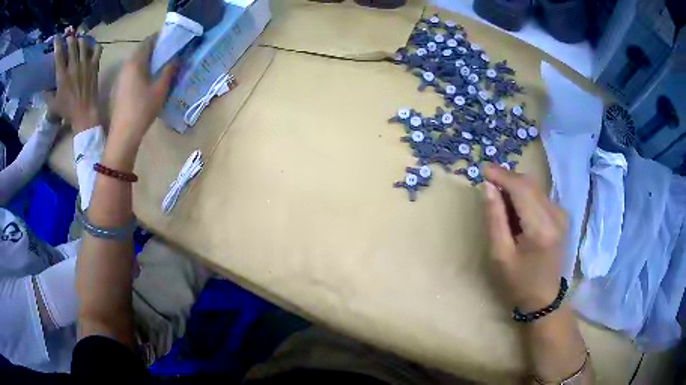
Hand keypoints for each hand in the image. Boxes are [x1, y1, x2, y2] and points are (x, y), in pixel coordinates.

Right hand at [49, 31, 102, 132]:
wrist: (84, 113)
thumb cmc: (67, 110)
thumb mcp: (53, 105)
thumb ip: (47, 96)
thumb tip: (42, 89)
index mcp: (62, 75)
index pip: (59, 54)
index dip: (57, 43)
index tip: (56, 37)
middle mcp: (73, 66)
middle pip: (72, 45)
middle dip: (70, 39)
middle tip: (68, 39)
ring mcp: (85, 64)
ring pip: (84, 44)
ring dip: (80, 40)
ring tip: (78, 41)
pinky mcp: (94, 66)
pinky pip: (97, 49)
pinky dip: (94, 45)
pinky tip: (91, 47)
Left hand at [109, 35, 175, 146]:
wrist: (123, 135)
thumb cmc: (142, 109)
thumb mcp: (160, 89)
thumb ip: (169, 70)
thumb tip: (176, 59)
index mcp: (135, 62)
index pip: (148, 41)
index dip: (160, 38)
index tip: (171, 41)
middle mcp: (126, 66)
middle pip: (141, 51)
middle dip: (154, 50)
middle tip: (168, 54)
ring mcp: (120, 78)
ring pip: (135, 62)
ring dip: (147, 61)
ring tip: (160, 68)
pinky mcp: (118, 89)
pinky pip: (131, 73)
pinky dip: (140, 71)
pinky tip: (148, 81)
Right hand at [482, 163, 566, 311]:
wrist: (546, 298)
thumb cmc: (520, 282)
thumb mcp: (500, 255)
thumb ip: (495, 218)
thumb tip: (488, 187)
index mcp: (541, 228)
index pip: (521, 189)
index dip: (501, 175)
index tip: (482, 169)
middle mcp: (556, 215)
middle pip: (529, 183)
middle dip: (507, 179)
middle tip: (487, 184)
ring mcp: (561, 214)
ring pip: (535, 187)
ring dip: (515, 187)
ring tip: (500, 200)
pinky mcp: (561, 216)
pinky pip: (540, 196)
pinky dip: (525, 196)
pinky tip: (515, 210)